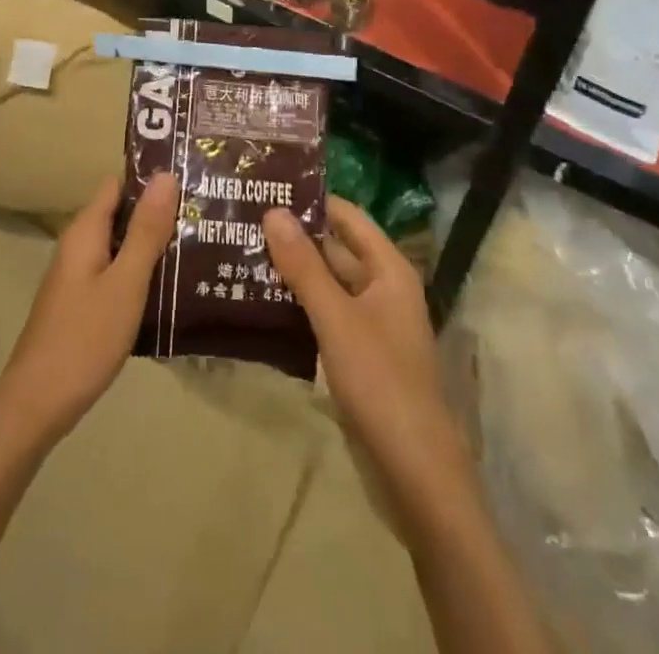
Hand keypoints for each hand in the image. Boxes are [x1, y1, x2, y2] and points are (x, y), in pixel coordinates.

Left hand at [0, 173, 178, 449]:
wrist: (37, 405)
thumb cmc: (84, 338)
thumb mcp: (125, 282)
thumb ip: (146, 231)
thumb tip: (165, 175)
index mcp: (85, 232)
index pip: (118, 185)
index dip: (151, 180)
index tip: (190, 182)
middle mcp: (78, 246)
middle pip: (121, 215)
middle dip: (158, 215)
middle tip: (203, 217)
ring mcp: (78, 277)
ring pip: (120, 247)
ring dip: (152, 246)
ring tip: (198, 247)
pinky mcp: (82, 304)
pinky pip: (116, 274)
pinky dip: (140, 274)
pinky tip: (171, 289)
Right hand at [263, 199, 474, 535]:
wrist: (415, 471)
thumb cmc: (380, 381)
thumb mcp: (336, 317)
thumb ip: (304, 265)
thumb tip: (273, 211)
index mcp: (389, 269)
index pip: (346, 216)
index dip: (311, 200)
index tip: (266, 188)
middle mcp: (383, 287)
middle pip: (336, 248)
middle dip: (295, 236)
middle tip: (244, 220)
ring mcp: (372, 322)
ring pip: (329, 283)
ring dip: (294, 270)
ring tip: (243, 252)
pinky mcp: (360, 353)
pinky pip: (326, 313)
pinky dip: (300, 303)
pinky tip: (262, 300)